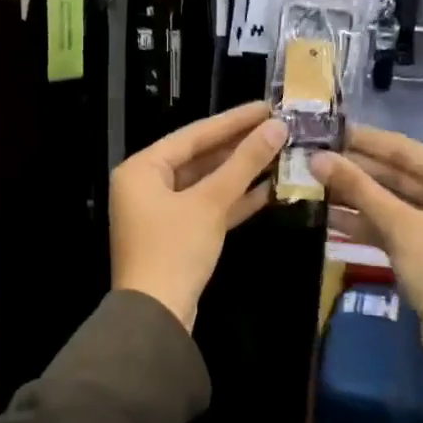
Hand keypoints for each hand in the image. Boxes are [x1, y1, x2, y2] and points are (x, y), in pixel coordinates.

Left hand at [110, 103, 288, 330]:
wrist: (156, 316)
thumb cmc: (175, 250)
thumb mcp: (210, 203)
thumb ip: (243, 163)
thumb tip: (276, 128)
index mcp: (141, 169)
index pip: (193, 135)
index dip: (233, 120)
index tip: (266, 106)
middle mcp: (145, 185)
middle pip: (199, 157)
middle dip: (239, 146)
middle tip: (278, 128)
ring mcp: (160, 212)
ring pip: (206, 184)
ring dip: (241, 173)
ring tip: (281, 153)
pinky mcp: (176, 236)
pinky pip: (207, 208)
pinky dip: (233, 200)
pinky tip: (269, 189)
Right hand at [313, 128, 422, 365]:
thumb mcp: (400, 226)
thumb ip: (358, 189)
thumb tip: (316, 158)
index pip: (404, 149)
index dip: (363, 140)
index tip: (325, 128)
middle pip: (395, 174)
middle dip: (354, 169)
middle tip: (310, 156)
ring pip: (388, 200)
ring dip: (353, 195)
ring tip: (310, 181)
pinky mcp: (422, 247)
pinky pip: (389, 224)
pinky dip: (362, 221)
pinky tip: (326, 215)